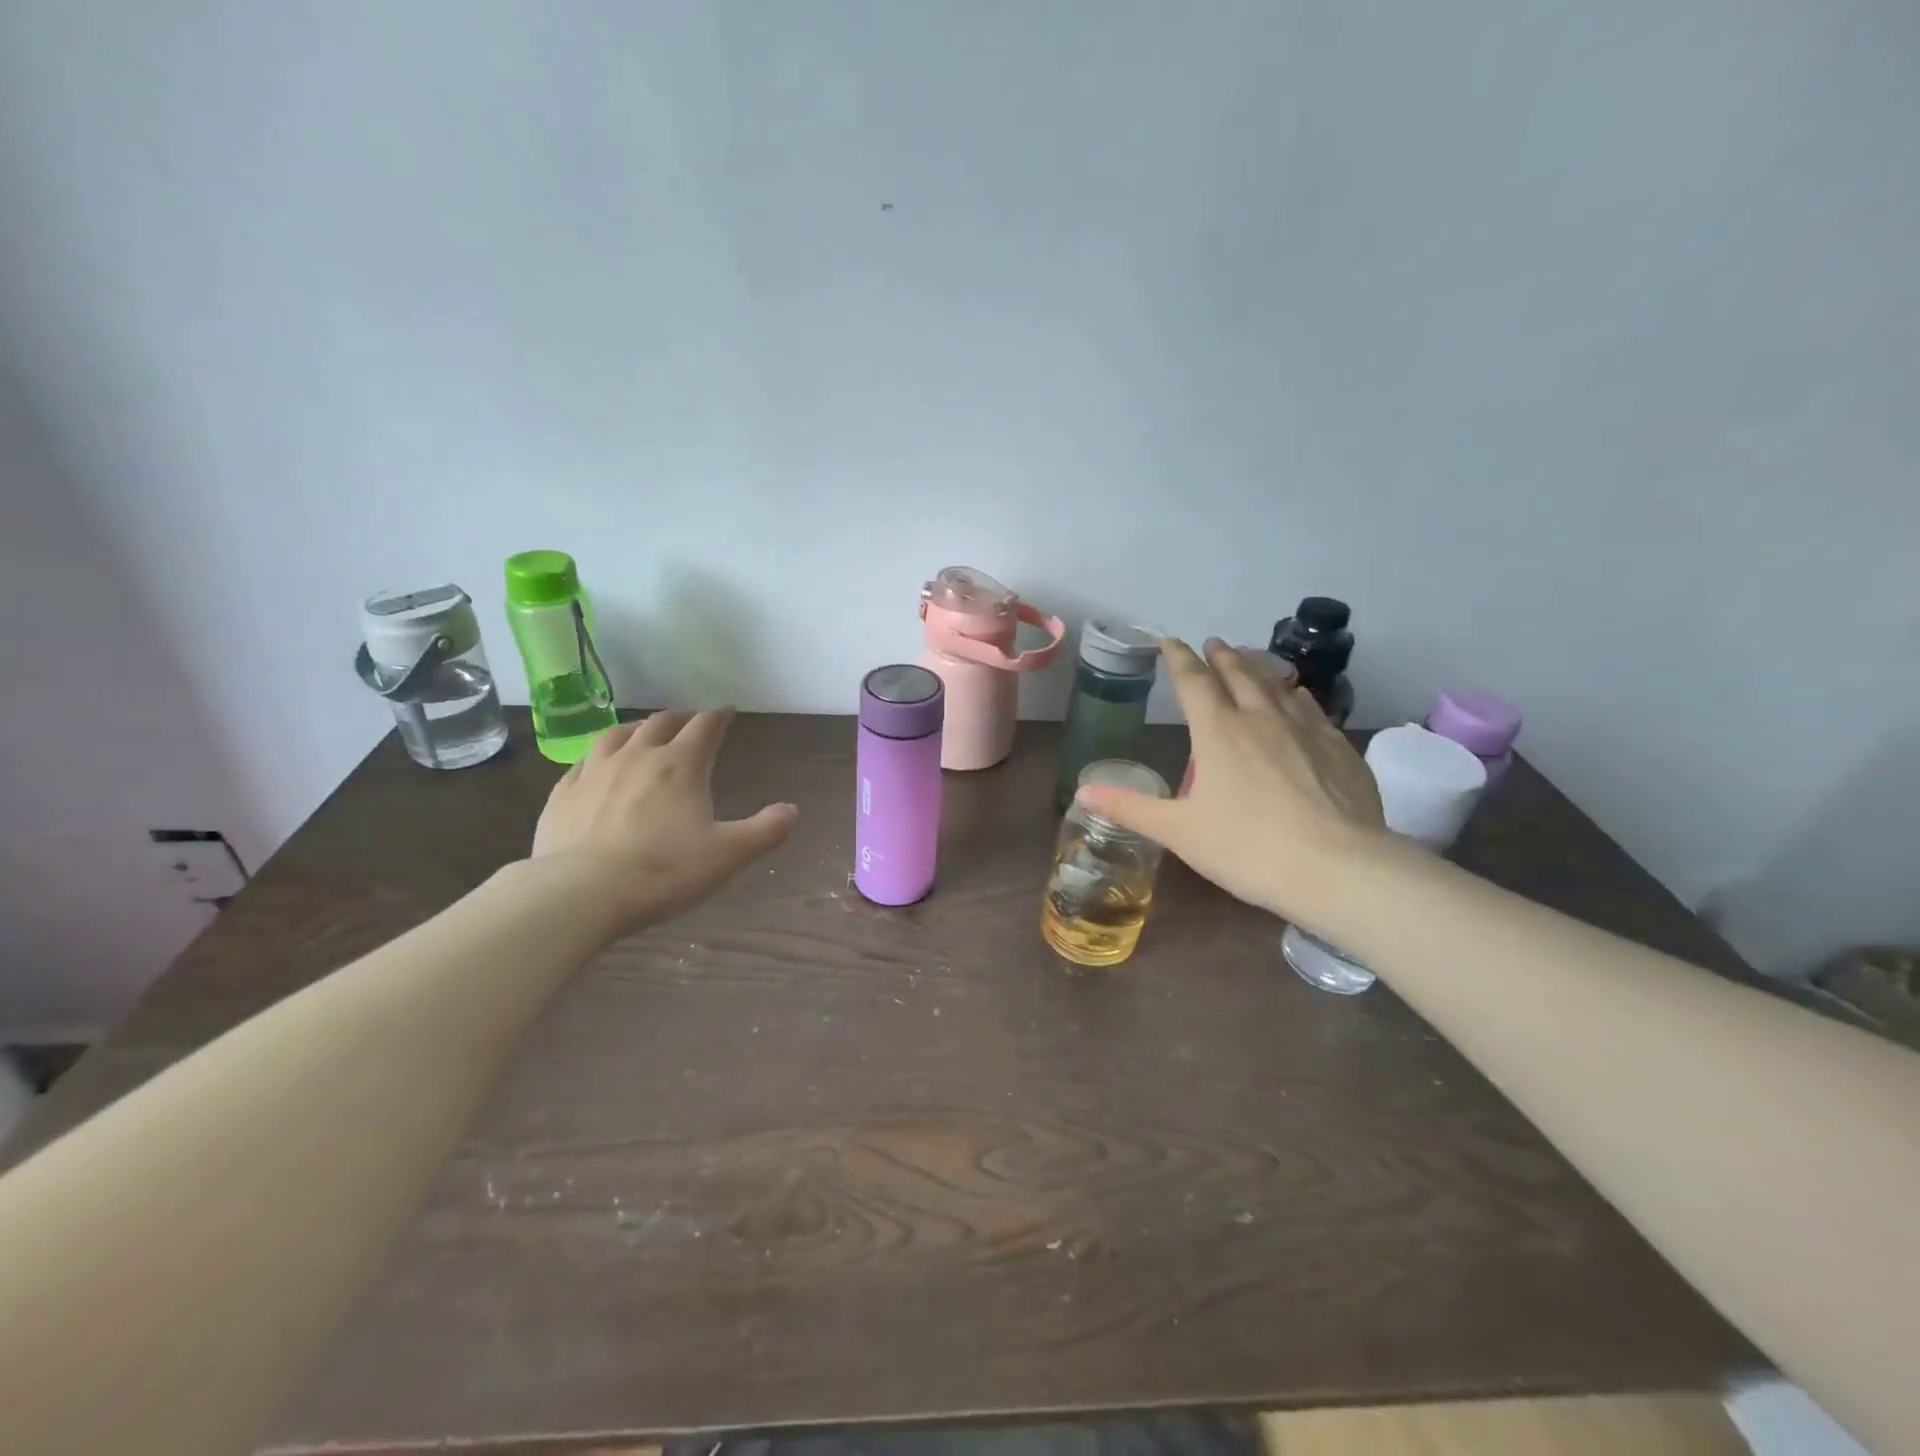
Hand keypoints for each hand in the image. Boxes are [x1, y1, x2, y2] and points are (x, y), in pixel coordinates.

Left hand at [531, 710, 797, 937]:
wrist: (579, 893)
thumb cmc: (662, 871)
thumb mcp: (727, 855)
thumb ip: (764, 831)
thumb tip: (792, 811)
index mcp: (681, 765)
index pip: (705, 727)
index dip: (719, 717)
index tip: (727, 712)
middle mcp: (638, 756)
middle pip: (661, 723)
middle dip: (680, 719)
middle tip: (690, 723)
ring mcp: (595, 771)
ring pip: (618, 734)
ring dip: (638, 728)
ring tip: (644, 732)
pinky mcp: (562, 793)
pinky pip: (583, 761)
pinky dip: (599, 755)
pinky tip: (598, 766)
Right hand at [1077, 638, 1385, 921]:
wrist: (1337, 869)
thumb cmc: (1247, 848)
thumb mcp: (1179, 832)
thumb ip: (1130, 807)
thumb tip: (1082, 792)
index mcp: (1218, 733)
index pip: (1193, 682)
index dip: (1178, 659)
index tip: (1169, 642)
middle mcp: (1261, 719)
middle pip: (1239, 674)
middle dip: (1221, 657)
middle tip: (1213, 643)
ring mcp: (1305, 730)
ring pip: (1277, 686)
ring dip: (1259, 668)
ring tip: (1250, 660)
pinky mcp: (1339, 749)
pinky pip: (1312, 709)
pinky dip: (1297, 696)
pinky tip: (1298, 697)